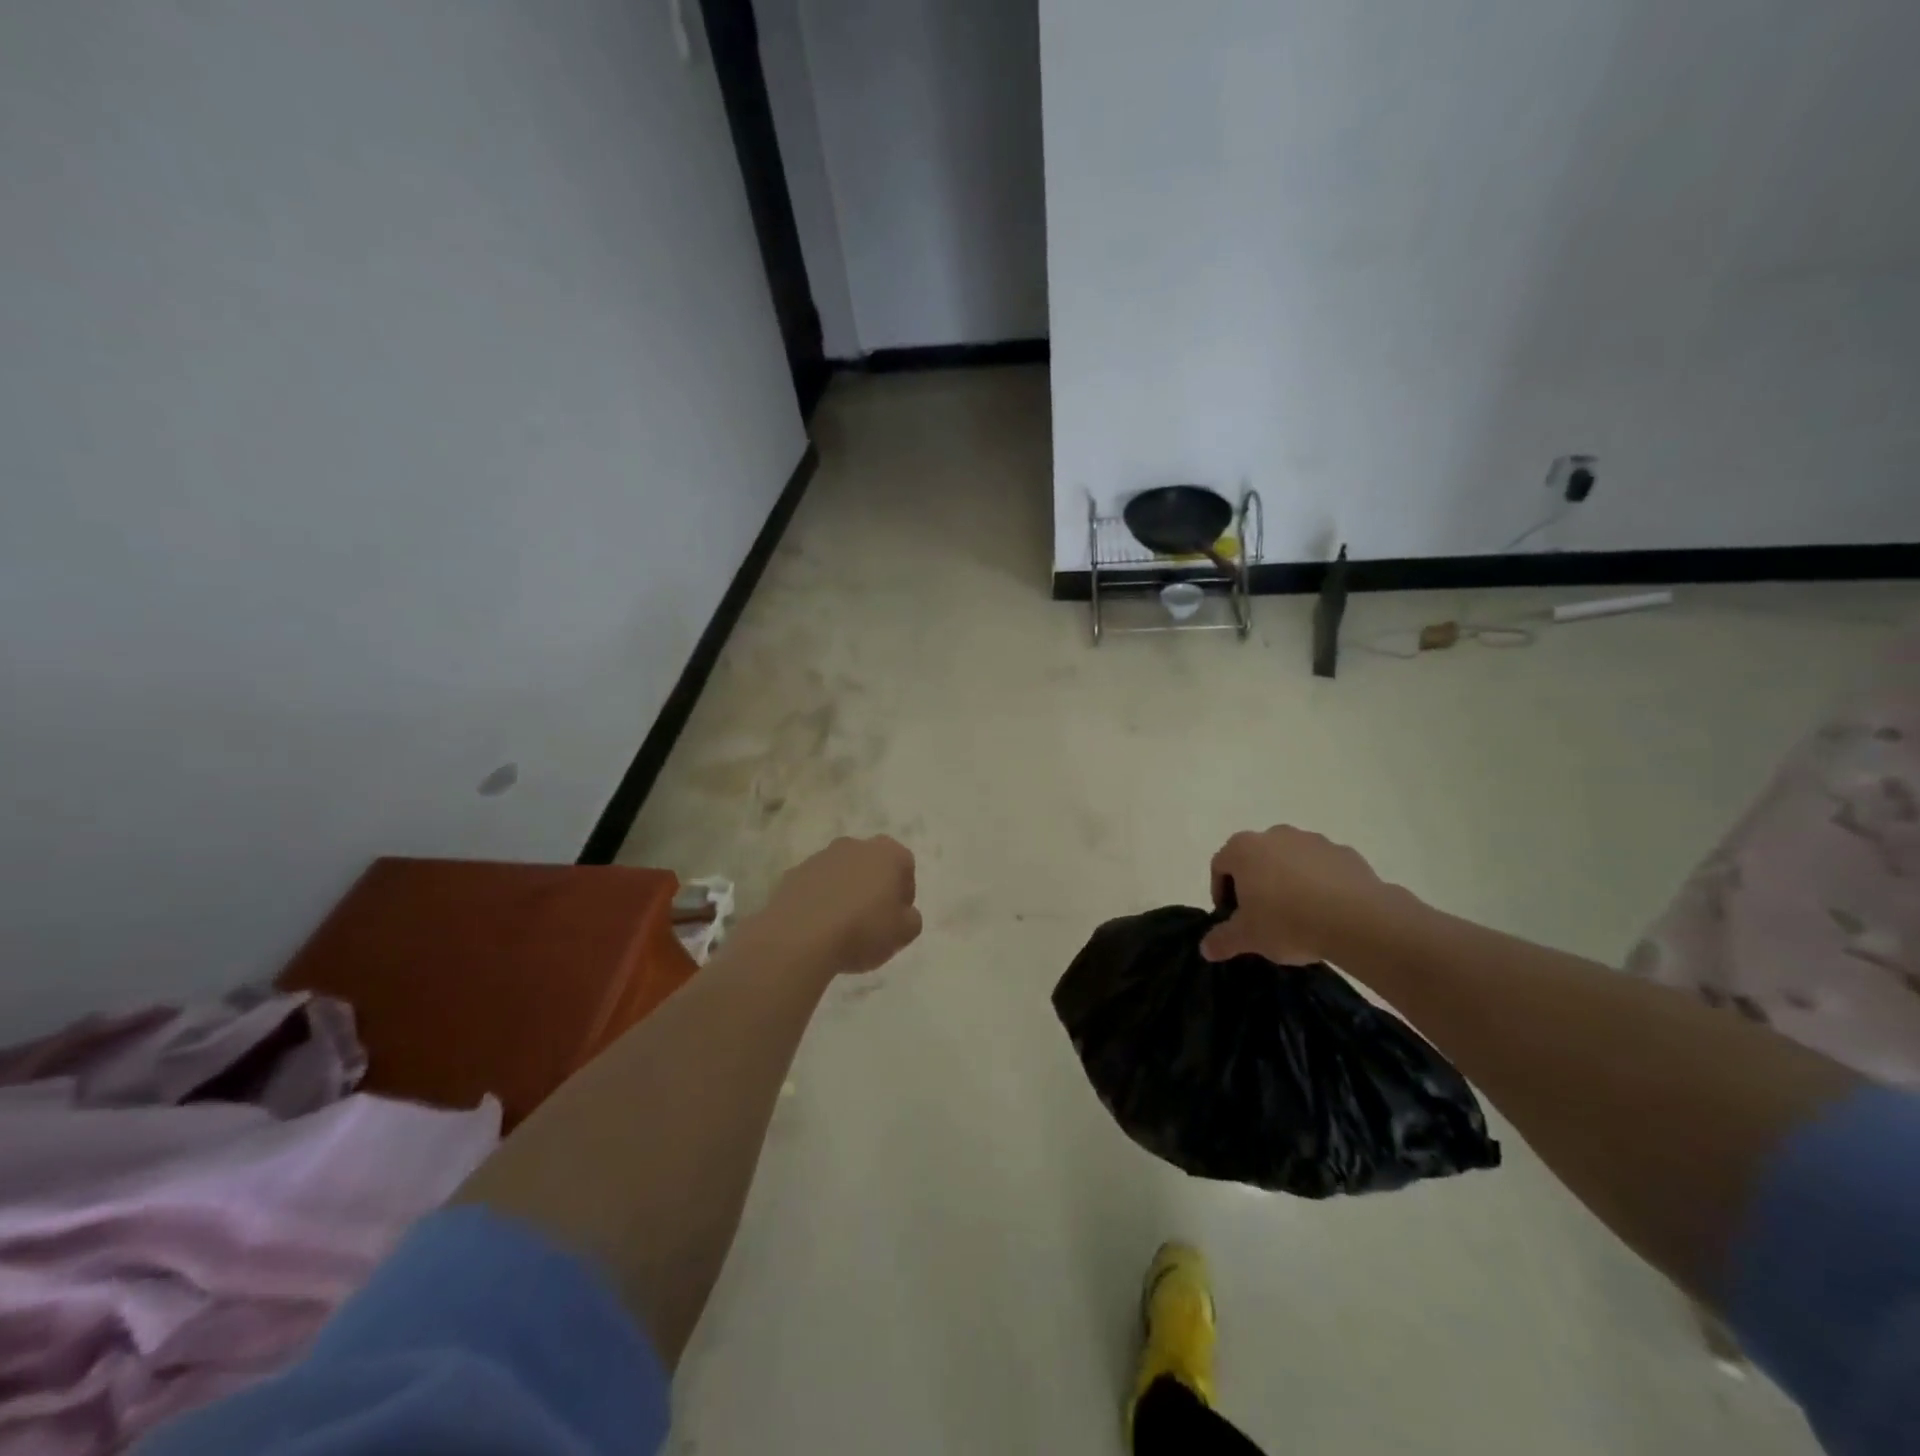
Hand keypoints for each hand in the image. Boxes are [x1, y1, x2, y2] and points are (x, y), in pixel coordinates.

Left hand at [756, 836, 921, 976]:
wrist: (800, 937)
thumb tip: (903, 913)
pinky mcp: (793, 874)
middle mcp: (854, 845)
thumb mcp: (904, 933)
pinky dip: (819, 900)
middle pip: (871, 864)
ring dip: (845, 892)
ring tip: (841, 927)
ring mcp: (820, 857)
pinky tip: (817, 928)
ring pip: (841, 873)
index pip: (905, 865)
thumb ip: (911, 919)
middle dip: (873, 887)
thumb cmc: (862, 930)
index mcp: (887, 853)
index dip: (904, 893)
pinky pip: (815, 886)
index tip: (897, 918)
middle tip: (872, 921)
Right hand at [1200, 826, 1403, 964]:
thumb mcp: (1247, 938)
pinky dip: (1320, 884)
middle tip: (1262, 916)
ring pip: (1290, 861)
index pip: (1220, 866)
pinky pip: (1323, 868)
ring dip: (1288, 881)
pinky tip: (1327, 911)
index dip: (1220, 893)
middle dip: (1255, 884)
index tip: (1231, 918)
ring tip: (1299, 915)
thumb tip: (1205, 948)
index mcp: (1243, 849)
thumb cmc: (1287, 922)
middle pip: (1255, 859)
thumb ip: (1222, 940)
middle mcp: (1275, 835)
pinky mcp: (1344, 853)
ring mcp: (1312, 841)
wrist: (1357, 920)